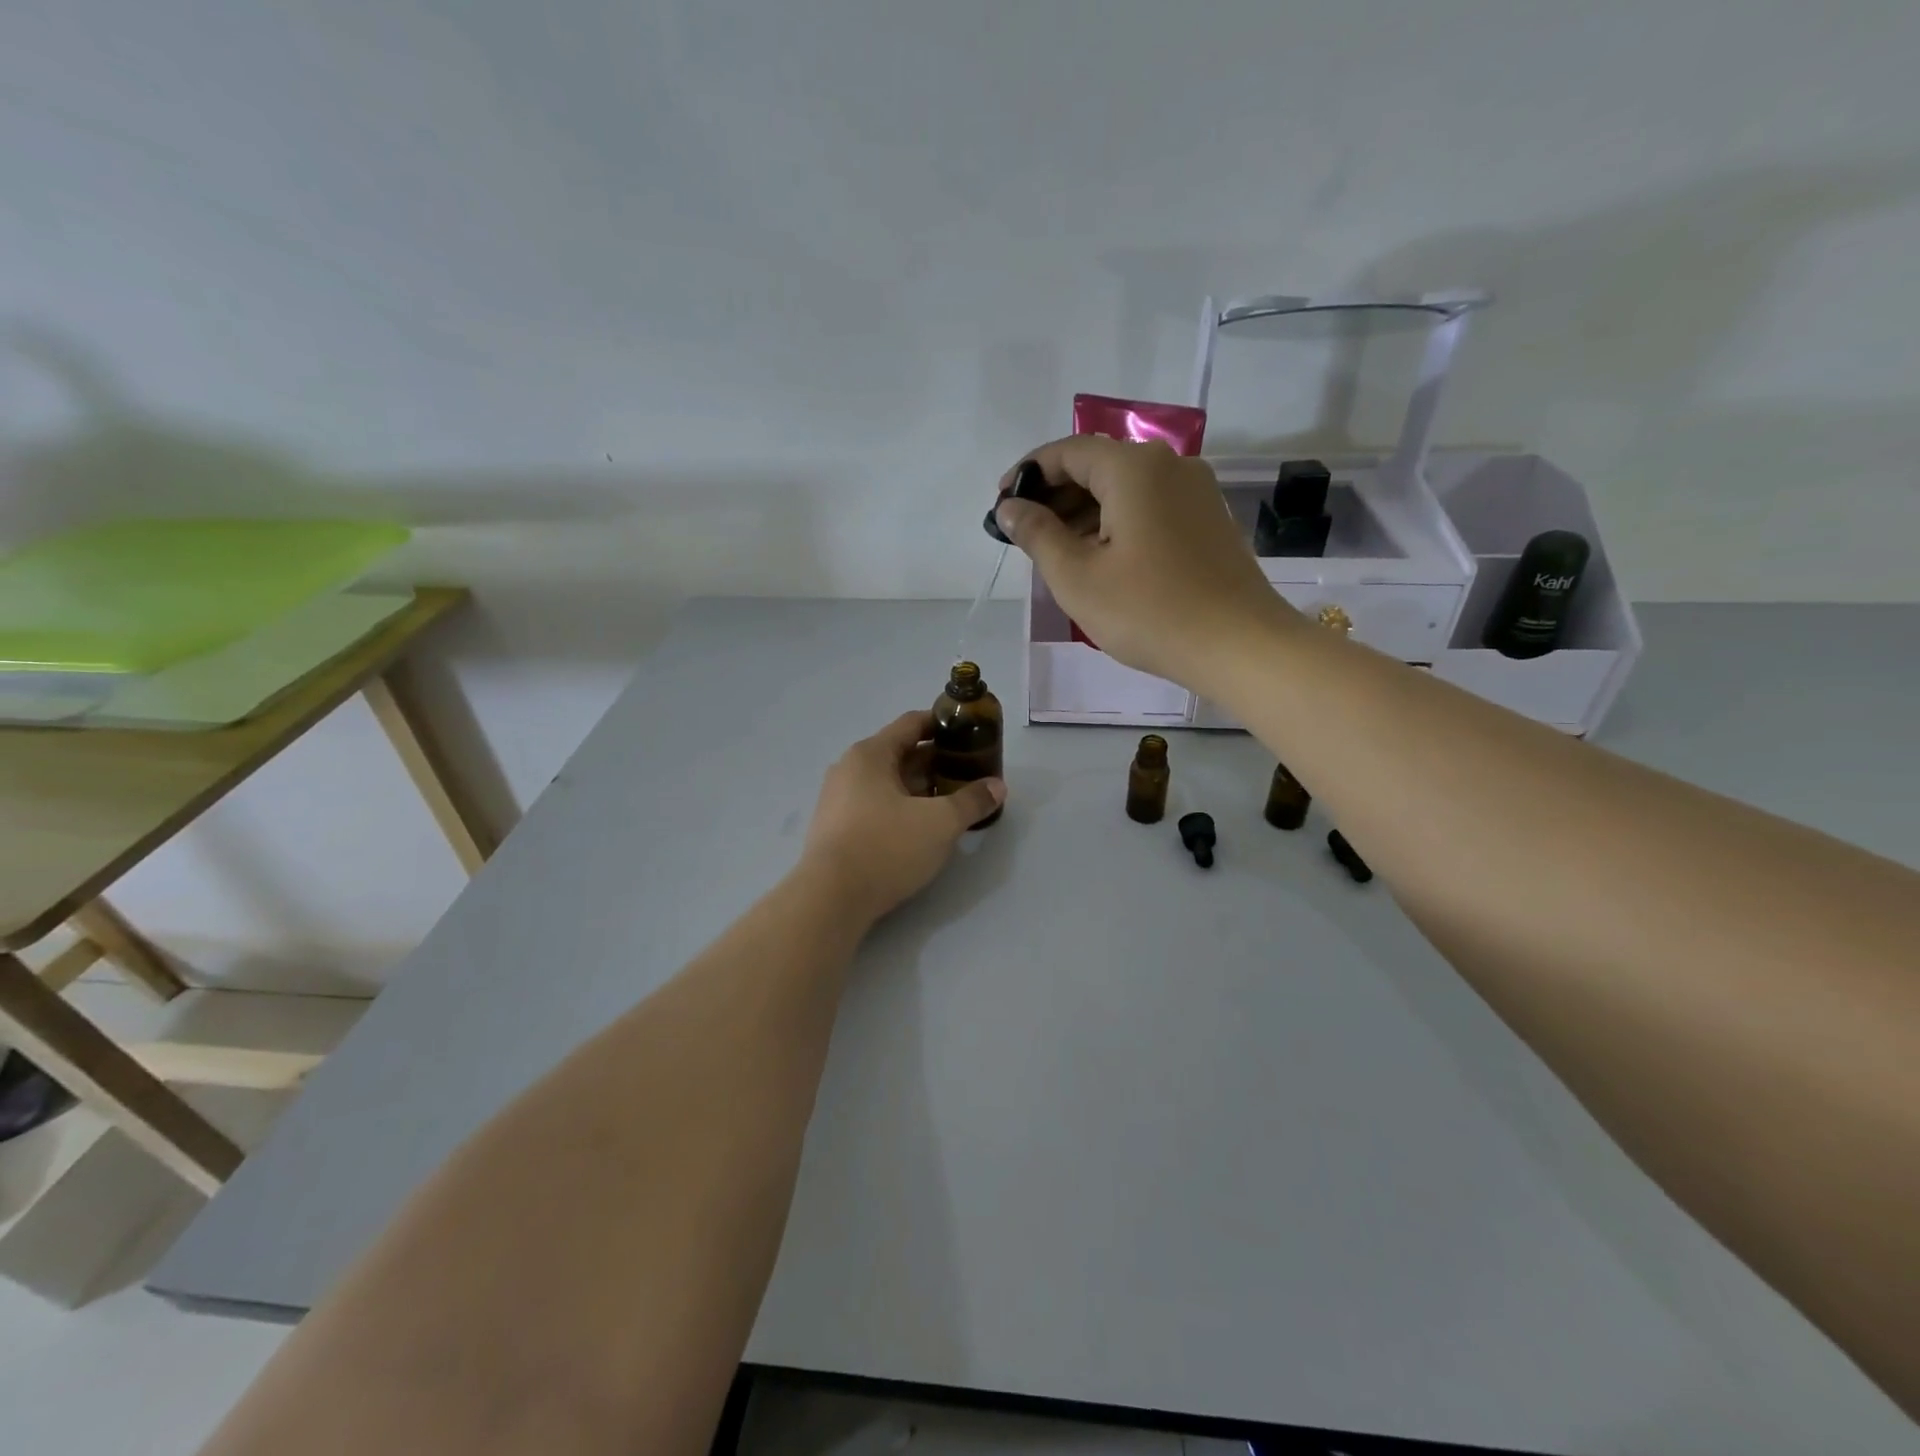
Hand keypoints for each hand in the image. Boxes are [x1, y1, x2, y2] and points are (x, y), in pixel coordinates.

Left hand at [800, 710, 1004, 921]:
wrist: (830, 900)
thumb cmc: (886, 847)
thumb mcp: (940, 823)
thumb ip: (971, 801)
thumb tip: (997, 787)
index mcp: (871, 754)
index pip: (912, 723)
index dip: (943, 725)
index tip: (970, 733)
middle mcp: (850, 769)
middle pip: (901, 754)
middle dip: (937, 762)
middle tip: (970, 773)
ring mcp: (839, 800)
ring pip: (890, 783)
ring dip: (922, 788)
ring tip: (953, 801)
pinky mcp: (837, 828)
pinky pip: (877, 805)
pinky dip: (903, 807)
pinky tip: (924, 827)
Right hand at [993, 436, 1296, 689]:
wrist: (1240, 646)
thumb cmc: (1149, 612)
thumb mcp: (1077, 577)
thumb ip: (1037, 535)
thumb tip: (1010, 508)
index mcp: (1133, 468)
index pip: (1068, 451)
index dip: (1028, 474)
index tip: (1002, 506)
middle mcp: (1169, 465)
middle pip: (1099, 465)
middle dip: (1056, 494)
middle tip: (1025, 534)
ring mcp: (1196, 491)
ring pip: (1126, 487)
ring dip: (1085, 511)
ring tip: (1056, 551)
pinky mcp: (1209, 519)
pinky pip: (1150, 506)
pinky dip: (1117, 522)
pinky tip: (1100, 557)